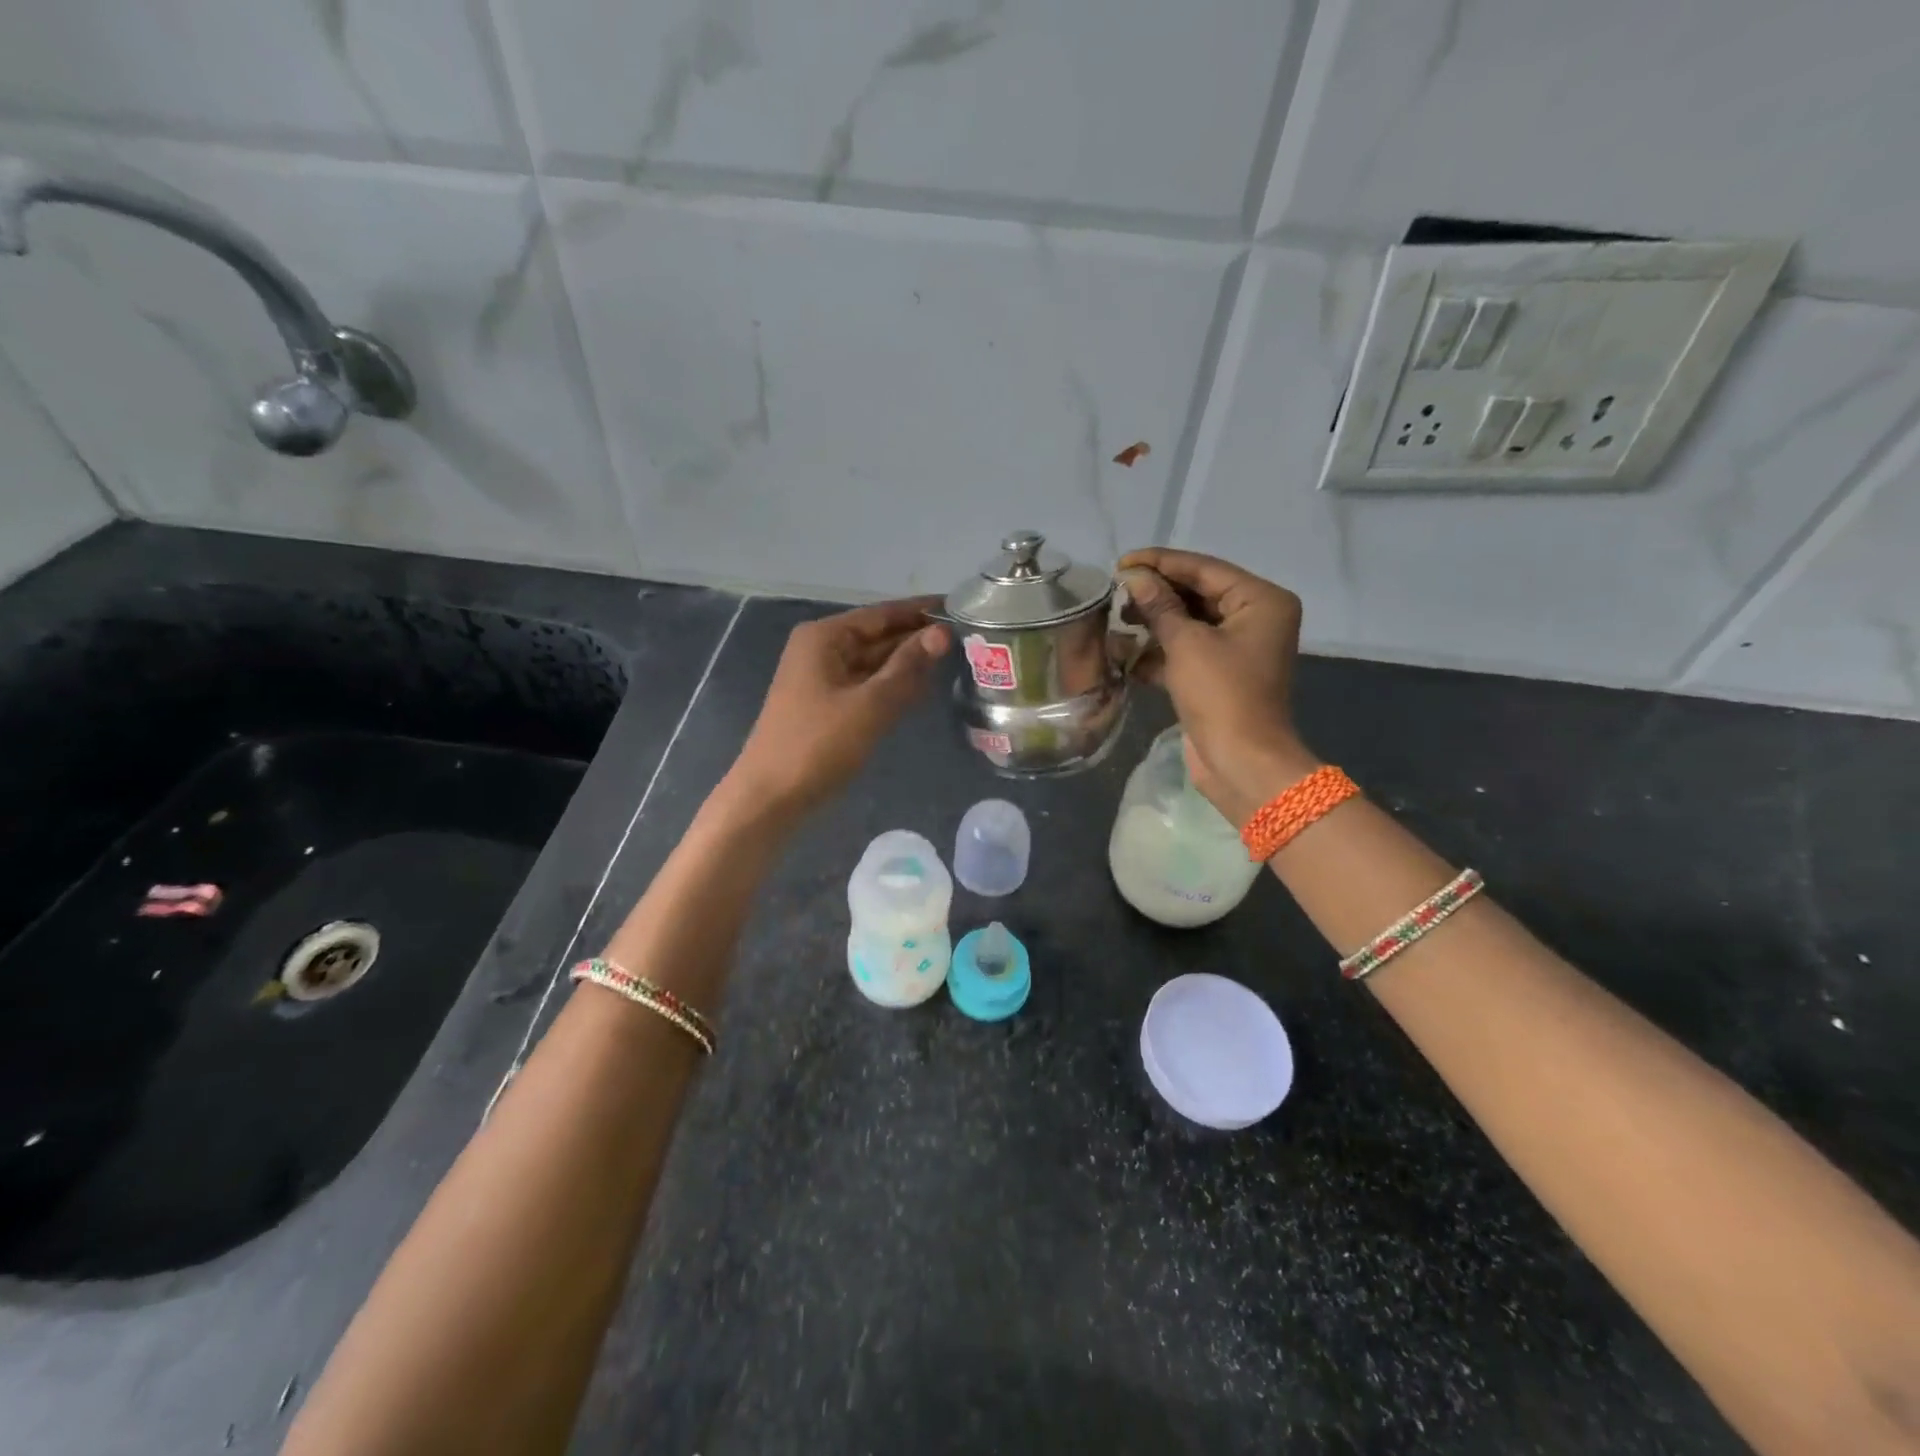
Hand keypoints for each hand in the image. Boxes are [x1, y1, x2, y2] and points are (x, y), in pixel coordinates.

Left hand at [730, 598, 950, 815]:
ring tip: (956, 661)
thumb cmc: (819, 744)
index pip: (883, 614)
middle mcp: (822, 649)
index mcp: (826, 637)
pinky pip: (867, 686)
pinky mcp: (828, 705)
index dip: (922, 611)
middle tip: (969, 639)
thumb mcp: (870, 704)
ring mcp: (823, 679)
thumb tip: (943, 633)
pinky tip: (923, 690)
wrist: (772, 796)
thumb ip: (908, 666)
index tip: (961, 608)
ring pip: (875, 663)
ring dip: (909, 664)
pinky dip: (893, 686)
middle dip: (918, 639)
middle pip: (879, 636)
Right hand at [1117, 548, 1315, 825]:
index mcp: (1260, 600)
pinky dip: (1160, 653)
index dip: (1160, 563)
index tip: (1121, 562)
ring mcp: (1238, 648)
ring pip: (1189, 624)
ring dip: (1154, 625)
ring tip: (1118, 622)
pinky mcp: (1220, 675)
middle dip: (1156, 595)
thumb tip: (1134, 577)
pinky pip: (1187, 651)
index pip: (1204, 568)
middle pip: (1198, 594)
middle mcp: (1254, 618)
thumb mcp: (1186, 644)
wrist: (1241, 761)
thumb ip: (1159, 606)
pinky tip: (1127, 656)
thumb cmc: (1221, 694)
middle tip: (1116, 593)